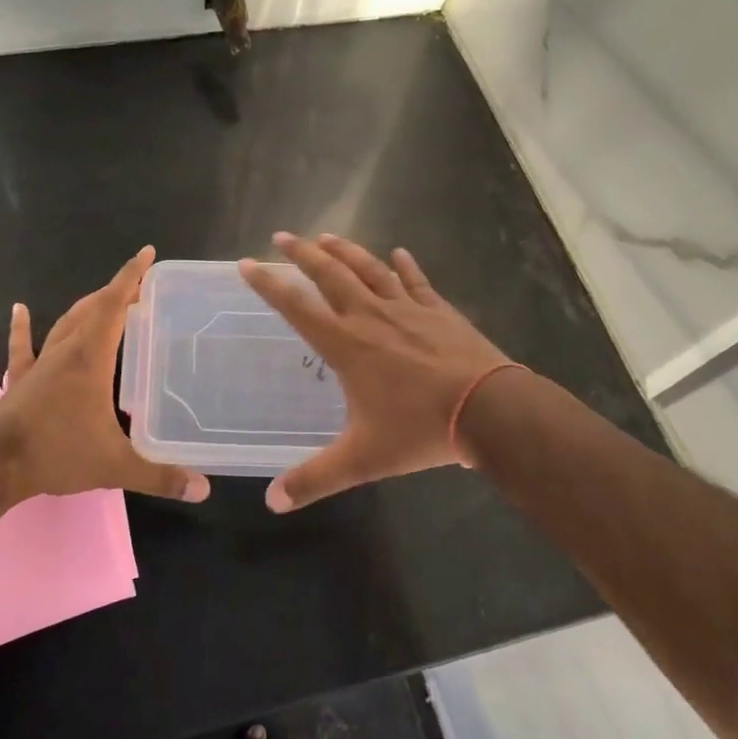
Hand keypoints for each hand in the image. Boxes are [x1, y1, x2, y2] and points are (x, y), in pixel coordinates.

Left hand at [0, 247, 211, 505]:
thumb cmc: (56, 453)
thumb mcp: (114, 465)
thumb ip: (159, 476)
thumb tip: (203, 489)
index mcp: (91, 358)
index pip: (114, 306)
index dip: (131, 277)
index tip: (147, 254)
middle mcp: (66, 351)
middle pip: (92, 309)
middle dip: (117, 293)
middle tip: (140, 289)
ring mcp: (40, 364)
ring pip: (65, 323)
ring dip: (86, 308)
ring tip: (104, 299)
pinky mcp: (20, 380)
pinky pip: (23, 347)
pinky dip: (22, 327)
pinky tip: (20, 310)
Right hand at [240, 233, 515, 511]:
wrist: (489, 410)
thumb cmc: (420, 429)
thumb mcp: (363, 460)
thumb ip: (315, 478)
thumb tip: (272, 502)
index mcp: (347, 345)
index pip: (297, 306)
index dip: (269, 284)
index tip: (248, 263)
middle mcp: (371, 316)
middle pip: (330, 274)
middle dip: (302, 253)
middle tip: (282, 236)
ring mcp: (407, 308)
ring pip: (369, 269)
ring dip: (345, 251)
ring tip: (326, 237)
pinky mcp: (438, 310)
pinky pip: (417, 281)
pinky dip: (406, 266)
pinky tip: (399, 253)